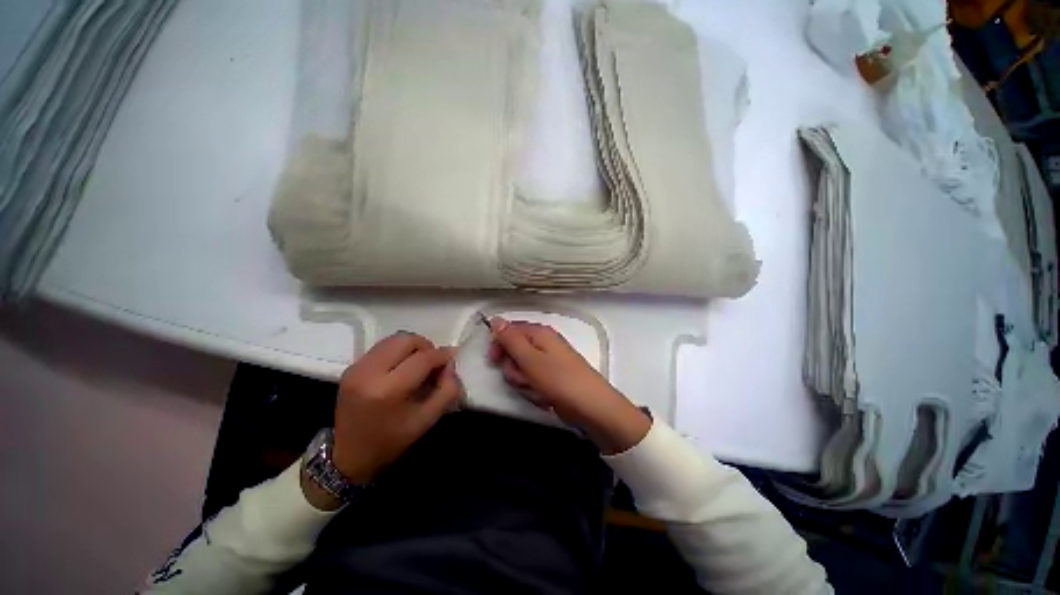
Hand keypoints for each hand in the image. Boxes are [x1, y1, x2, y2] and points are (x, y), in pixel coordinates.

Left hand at [332, 332, 461, 483]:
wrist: (348, 456)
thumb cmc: (391, 441)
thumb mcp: (427, 420)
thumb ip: (447, 390)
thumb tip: (451, 365)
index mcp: (388, 390)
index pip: (422, 358)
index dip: (442, 355)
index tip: (452, 358)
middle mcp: (369, 373)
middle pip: (406, 340)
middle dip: (426, 346)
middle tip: (432, 362)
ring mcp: (357, 368)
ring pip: (393, 339)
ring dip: (412, 347)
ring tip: (418, 363)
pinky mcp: (351, 367)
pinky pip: (382, 347)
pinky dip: (397, 351)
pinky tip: (401, 367)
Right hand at [487, 317, 650, 453]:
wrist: (590, 406)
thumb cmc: (559, 380)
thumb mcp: (529, 358)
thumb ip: (510, 339)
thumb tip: (495, 320)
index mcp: (539, 333)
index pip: (509, 330)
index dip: (499, 345)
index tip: (494, 360)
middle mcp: (544, 343)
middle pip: (514, 352)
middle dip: (514, 369)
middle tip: (524, 378)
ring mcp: (548, 361)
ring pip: (522, 369)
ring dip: (524, 382)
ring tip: (537, 389)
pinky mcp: (552, 377)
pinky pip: (533, 381)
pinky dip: (534, 390)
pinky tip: (544, 396)